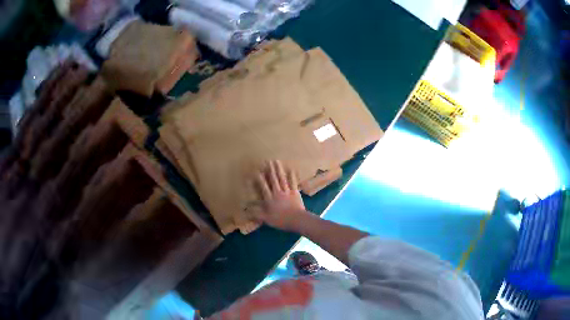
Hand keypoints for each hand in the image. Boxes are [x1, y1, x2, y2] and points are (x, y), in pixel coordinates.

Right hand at [251, 160, 307, 230]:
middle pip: (274, 180)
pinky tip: (291, 169)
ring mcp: (287, 192)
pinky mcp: (295, 193)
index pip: (263, 187)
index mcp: (270, 199)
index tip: (256, 171)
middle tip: (268, 161)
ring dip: (279, 170)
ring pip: (282, 179)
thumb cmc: (281, 220)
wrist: (297, 219)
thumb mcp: (266, 219)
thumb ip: (256, 214)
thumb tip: (245, 211)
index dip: (260, 179)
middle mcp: (278, 193)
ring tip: (277, 161)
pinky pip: (293, 183)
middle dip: (270, 170)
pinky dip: (292, 176)